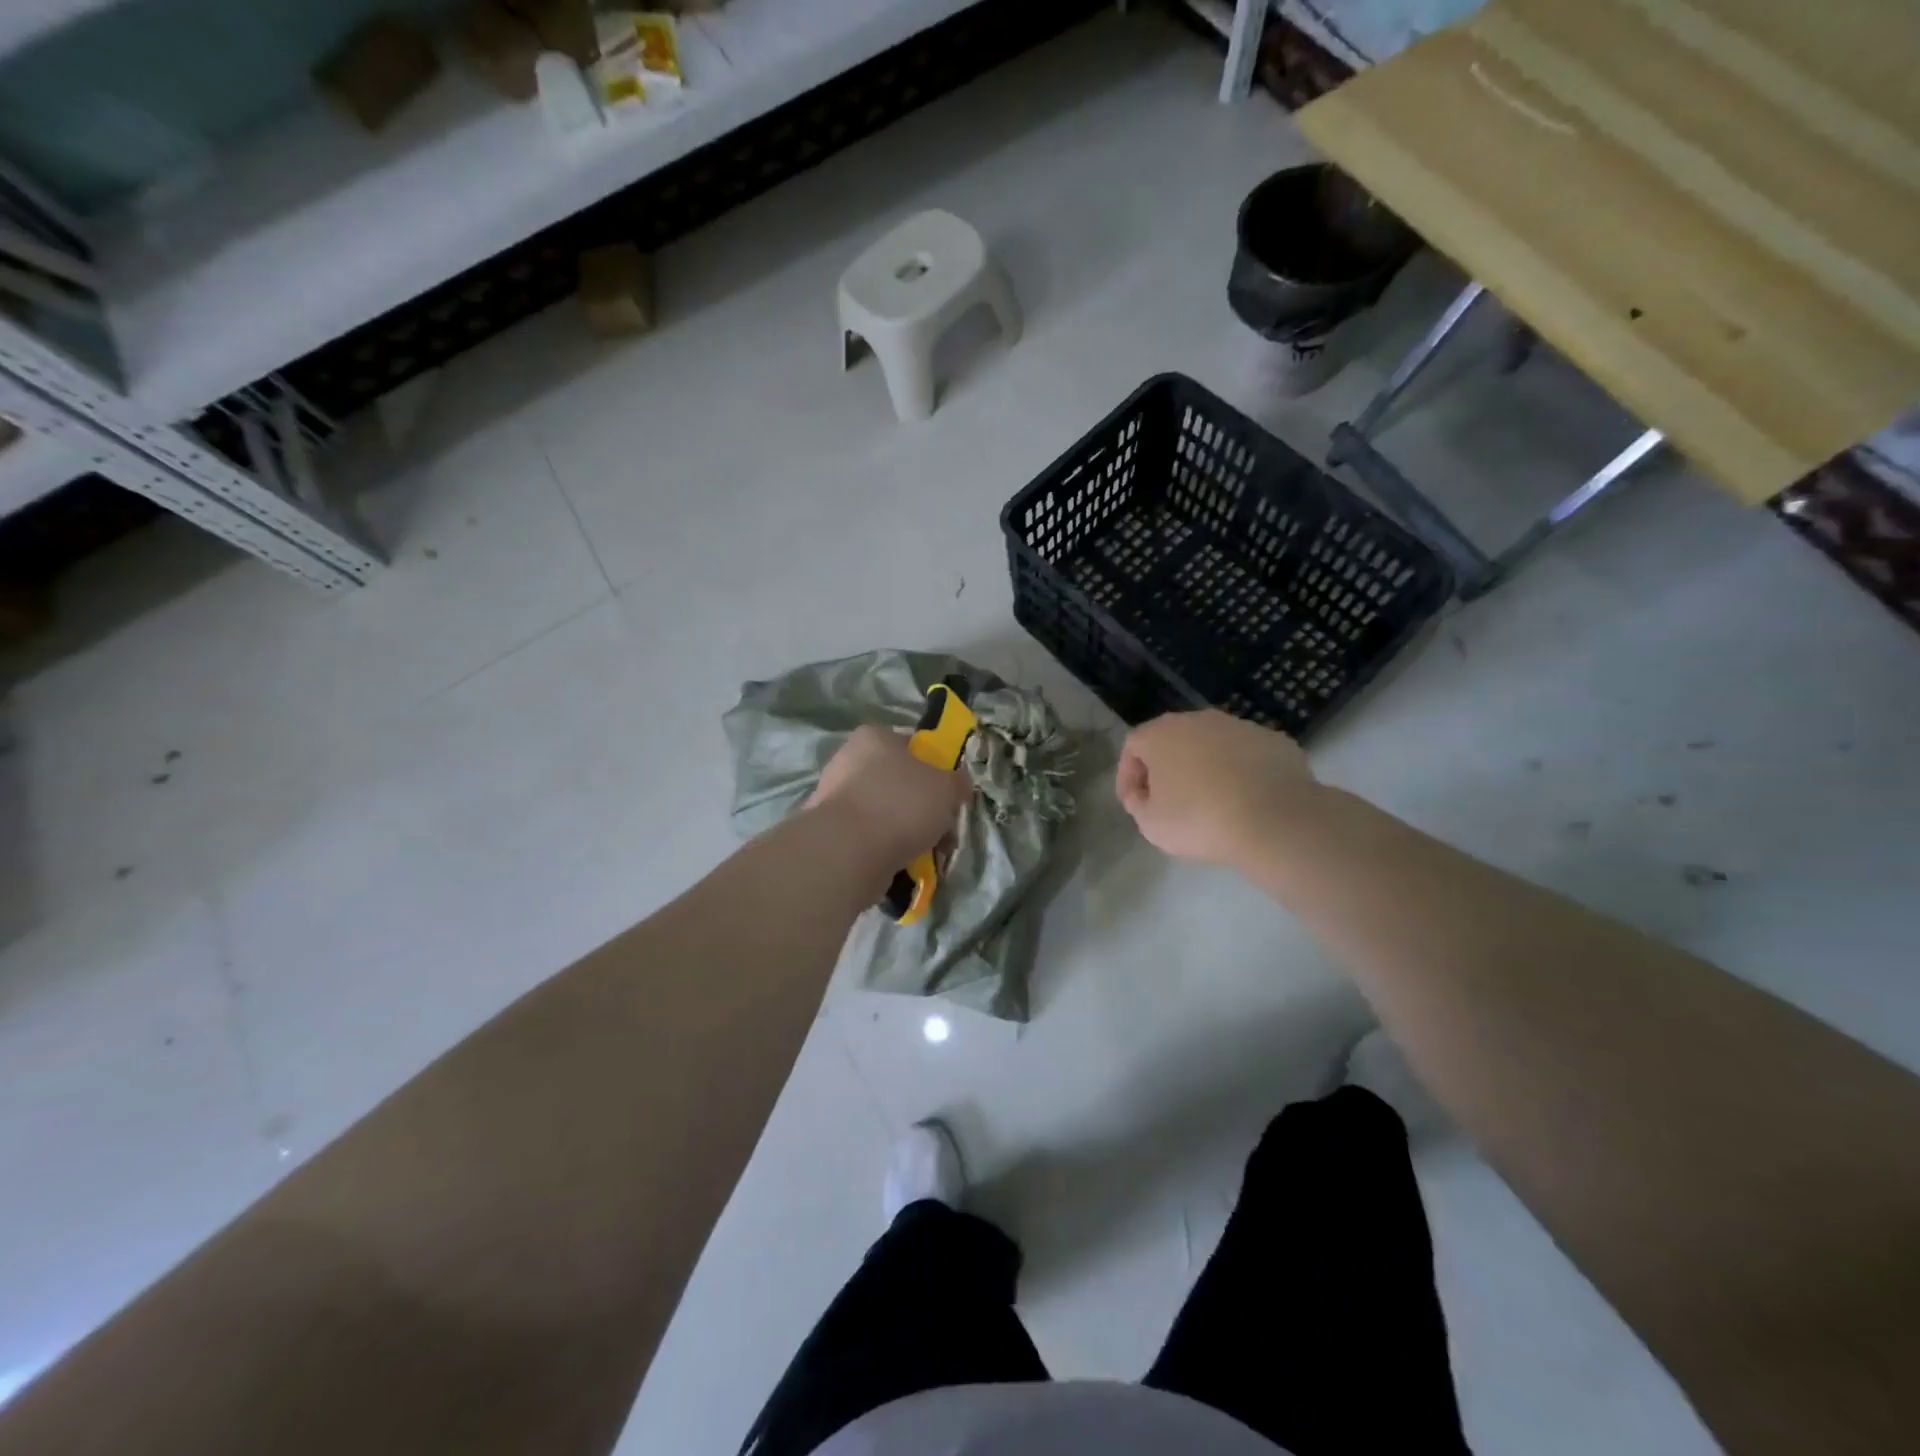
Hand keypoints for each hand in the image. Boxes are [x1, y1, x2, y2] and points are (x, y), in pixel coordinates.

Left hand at [809, 724, 972, 872]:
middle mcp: (848, 761)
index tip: (948, 796)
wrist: (849, 852)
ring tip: (927, 855)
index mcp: (874, 737)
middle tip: (942, 832)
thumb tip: (957, 787)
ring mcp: (835, 798)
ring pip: (885, 813)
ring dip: (907, 833)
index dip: (935, 771)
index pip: (911, 747)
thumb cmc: (901, 804)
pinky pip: (869, 837)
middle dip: (922, 809)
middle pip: (899, 783)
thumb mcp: (947, 787)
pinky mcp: (830, 832)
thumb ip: (957, 783)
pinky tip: (904, 865)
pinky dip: (887, 849)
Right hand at [1116, 709, 1320, 864]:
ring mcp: (1239, 726)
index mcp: (1161, 734)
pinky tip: (1245, 799)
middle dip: (1167, 767)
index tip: (1134, 802)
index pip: (1133, 746)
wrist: (1275, 819)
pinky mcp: (1274, 740)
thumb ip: (1138, 803)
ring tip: (1211, 801)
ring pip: (1212, 745)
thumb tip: (1144, 793)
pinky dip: (1240, 772)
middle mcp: (1198, 720)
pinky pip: (1246, 755)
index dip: (1128, 775)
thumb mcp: (1150, 824)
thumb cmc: (1199, 819)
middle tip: (1169, 799)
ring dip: (1205, 767)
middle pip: (1173, 740)